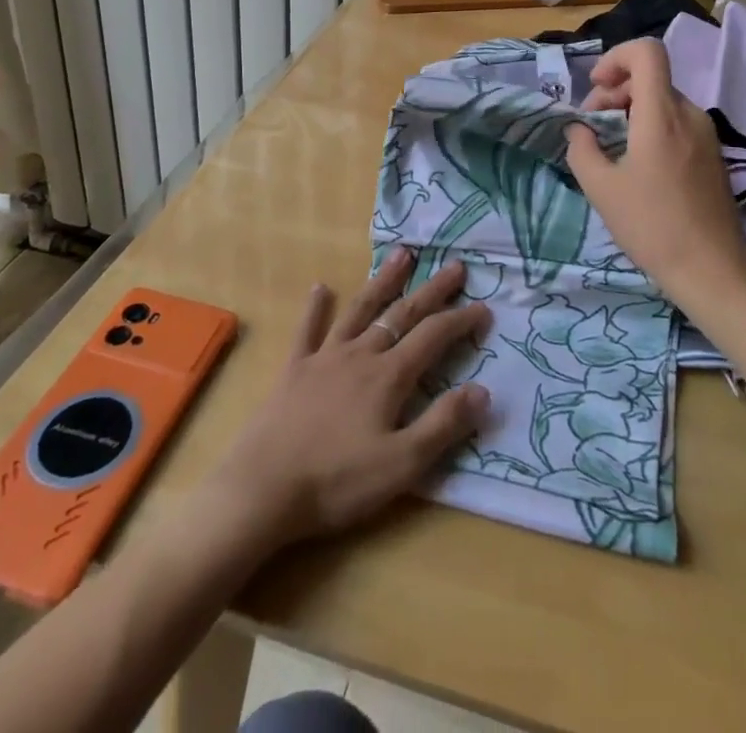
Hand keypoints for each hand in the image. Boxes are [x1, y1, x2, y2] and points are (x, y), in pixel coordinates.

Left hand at [201, 250, 491, 551]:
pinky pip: (307, 331)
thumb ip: (443, 426)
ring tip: (402, 255)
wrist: (262, 490)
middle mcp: (360, 354)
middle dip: (432, 290)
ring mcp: (324, 358)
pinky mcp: (294, 370)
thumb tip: (483, 390)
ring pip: (361, 310)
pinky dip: (315, 308)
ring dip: (383, 282)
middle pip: (402, 314)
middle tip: (455, 266)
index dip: (460, 321)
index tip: (484, 307)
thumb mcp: (401, 464)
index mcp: (389, 376)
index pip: (433, 337)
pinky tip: (320, 288)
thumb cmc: (336, 482)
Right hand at [563, 39, 745, 300]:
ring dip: (631, 111)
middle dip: (615, 91)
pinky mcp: (713, 154)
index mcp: (662, 114)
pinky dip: (651, 128)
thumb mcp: (601, 189)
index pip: (647, 52)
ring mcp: (706, 134)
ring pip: (663, 101)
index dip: (616, 57)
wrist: (713, 271)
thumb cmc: (652, 226)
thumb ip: (582, 149)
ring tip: (611, 148)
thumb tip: (579, 130)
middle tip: (593, 126)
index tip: (597, 88)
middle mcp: (689, 114)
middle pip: (651, 78)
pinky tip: (637, 165)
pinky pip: (677, 123)